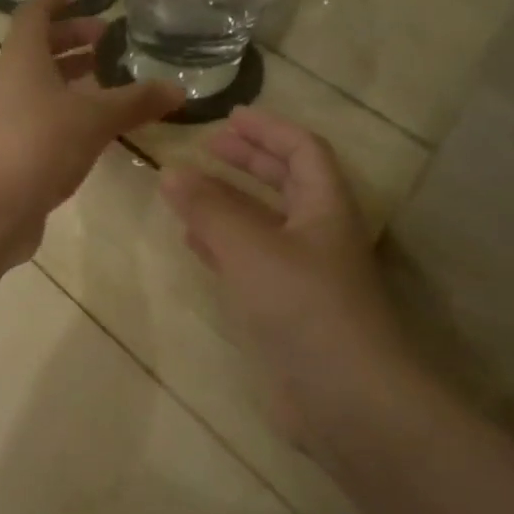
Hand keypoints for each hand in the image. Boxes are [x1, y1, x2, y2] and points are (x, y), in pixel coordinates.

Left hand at [0, 0, 184, 255]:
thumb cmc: (38, 146)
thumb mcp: (94, 119)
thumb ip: (135, 102)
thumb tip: (178, 89)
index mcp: (22, 59)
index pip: (34, 13)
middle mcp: (10, 84)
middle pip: (37, 50)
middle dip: (71, 40)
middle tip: (106, 40)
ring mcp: (7, 121)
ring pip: (40, 89)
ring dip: (70, 80)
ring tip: (107, 82)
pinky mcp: (12, 155)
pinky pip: (42, 122)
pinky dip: (67, 115)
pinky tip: (93, 130)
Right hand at [160, 108, 413, 440]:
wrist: (343, 396)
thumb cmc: (303, 307)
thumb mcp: (251, 248)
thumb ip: (209, 209)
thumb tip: (170, 171)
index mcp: (325, 208)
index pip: (302, 151)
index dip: (268, 130)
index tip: (228, 118)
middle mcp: (319, 236)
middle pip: (286, 184)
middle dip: (249, 162)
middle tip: (207, 149)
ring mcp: (303, 276)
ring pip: (264, 225)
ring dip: (231, 204)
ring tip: (191, 192)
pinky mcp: (285, 311)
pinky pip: (251, 263)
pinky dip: (224, 246)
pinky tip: (197, 246)